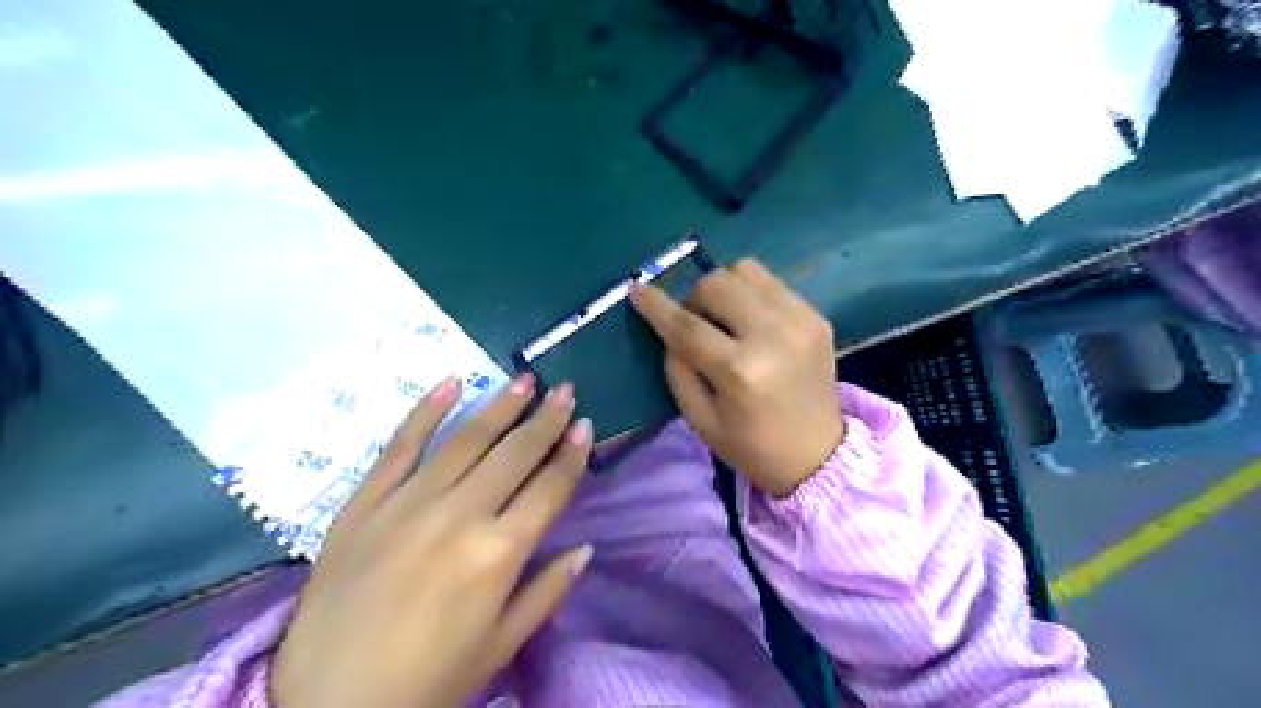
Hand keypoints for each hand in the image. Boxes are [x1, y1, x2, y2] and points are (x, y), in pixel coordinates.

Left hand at [268, 376, 592, 707]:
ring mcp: (408, 502)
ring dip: (500, 405)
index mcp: (499, 552)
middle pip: (515, 453)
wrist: (326, 705)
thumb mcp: (501, 645)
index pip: (549, 487)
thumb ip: (548, 591)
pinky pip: (400, 446)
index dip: (572, 454)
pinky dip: (426, 411)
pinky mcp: (365, 502)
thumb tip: (585, 548)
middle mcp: (459, 514)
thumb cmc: (428, 680)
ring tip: (525, 380)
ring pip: (466, 439)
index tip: (585, 425)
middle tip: (565, 389)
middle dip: (546, 418)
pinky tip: (450, 382)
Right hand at [631, 260, 845, 497]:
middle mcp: (772, 336)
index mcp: (740, 372)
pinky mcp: (816, 316)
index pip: (687, 326)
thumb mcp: (700, 419)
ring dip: (724, 289)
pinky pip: (771, 283)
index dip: (657, 306)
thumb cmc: (752, 446)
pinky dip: (751, 295)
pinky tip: (752, 323)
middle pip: (717, 284)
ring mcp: (800, 320)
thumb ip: (678, 369)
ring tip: (725, 318)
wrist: (819, 455)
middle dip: (694, 298)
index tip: (638, 290)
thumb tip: (670, 329)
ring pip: (745, 270)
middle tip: (696, 324)